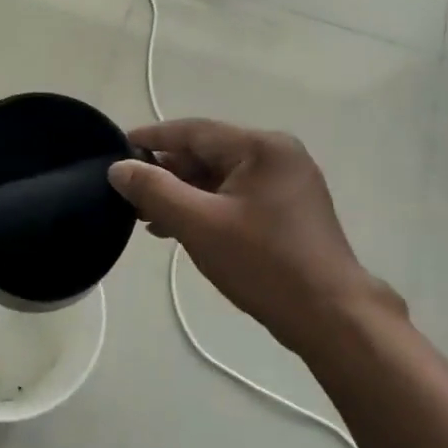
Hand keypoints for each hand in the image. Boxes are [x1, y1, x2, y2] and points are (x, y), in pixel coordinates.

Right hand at [106, 118, 400, 347]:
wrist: (331, 316)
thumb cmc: (263, 263)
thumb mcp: (199, 224)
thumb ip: (154, 191)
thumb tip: (119, 168)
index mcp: (262, 148)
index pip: (194, 131)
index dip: (152, 138)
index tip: (117, 147)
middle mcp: (278, 156)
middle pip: (208, 153)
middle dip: (166, 173)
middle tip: (128, 192)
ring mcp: (287, 184)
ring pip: (220, 178)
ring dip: (183, 194)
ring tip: (146, 216)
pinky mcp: (288, 211)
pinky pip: (235, 197)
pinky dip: (206, 208)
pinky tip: (179, 228)